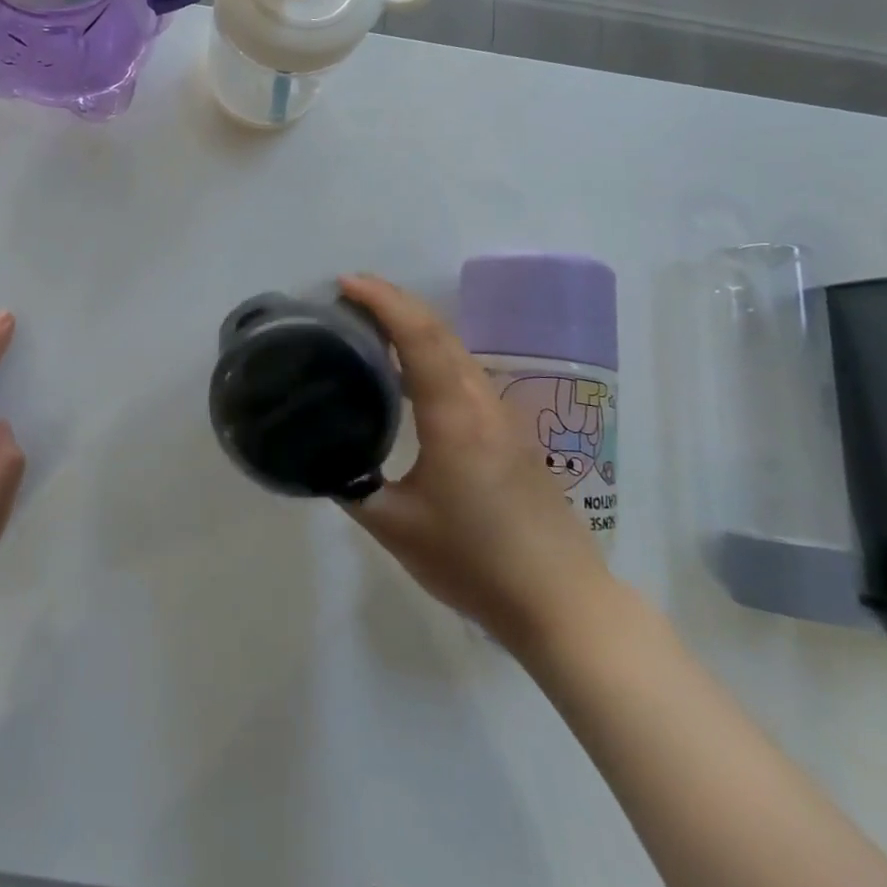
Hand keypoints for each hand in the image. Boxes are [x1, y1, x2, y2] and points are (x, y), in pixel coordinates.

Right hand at [338, 275, 611, 651]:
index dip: (383, 301)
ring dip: (415, 325)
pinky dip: (431, 352)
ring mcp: (501, 415)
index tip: (345, 283)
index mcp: (454, 416)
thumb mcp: (396, 527)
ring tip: (371, 326)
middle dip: (394, 302)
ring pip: (455, 349)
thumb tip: (324, 456)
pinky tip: (409, 373)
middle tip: (349, 295)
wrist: (562, 603)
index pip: (419, 336)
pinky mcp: (510, 433)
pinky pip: (464, 372)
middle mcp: (481, 402)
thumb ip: (353, 484)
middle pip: (439, 330)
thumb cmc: (475, 563)